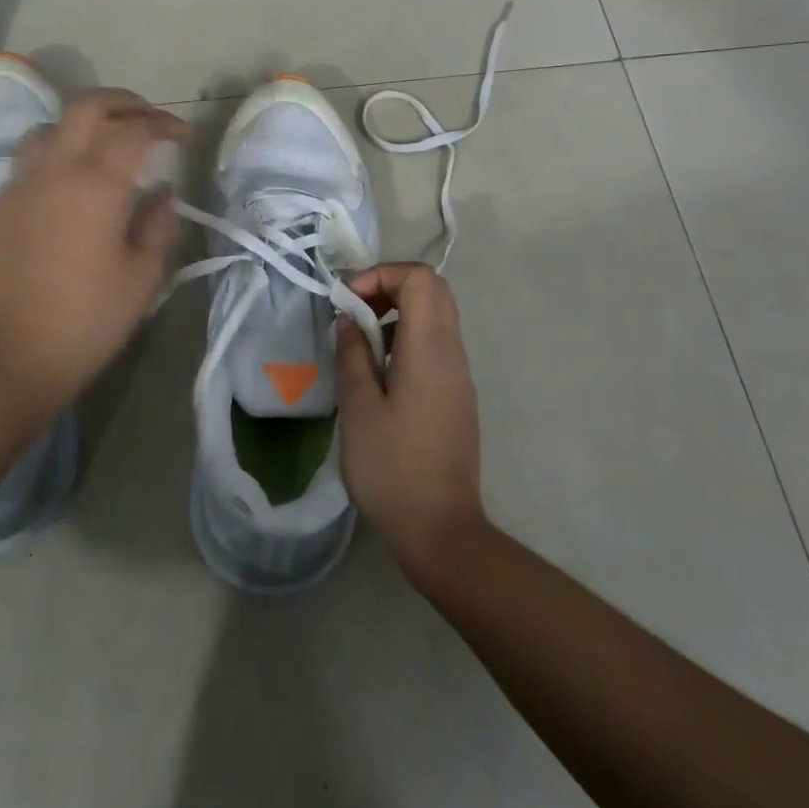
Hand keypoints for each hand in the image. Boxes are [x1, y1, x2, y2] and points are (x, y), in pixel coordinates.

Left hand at [0, 89, 185, 419]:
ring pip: (50, 126)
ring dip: (83, 123)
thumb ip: (158, 224)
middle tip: (149, 118)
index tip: (183, 137)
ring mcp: (19, 184)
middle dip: (124, 102)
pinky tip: (69, 182)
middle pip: (87, 106)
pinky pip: (28, 159)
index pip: (135, 130)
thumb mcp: (141, 277)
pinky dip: (56, 152)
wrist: (6, 359)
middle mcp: (55, 170)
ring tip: (105, 143)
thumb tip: (164, 191)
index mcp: (96, 185)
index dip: (164, 125)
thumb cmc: (86, 321)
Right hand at [334, 262, 486, 578]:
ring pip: (436, 317)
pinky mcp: (457, 396)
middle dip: (390, 287)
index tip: (350, 301)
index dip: (382, 275)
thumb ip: (352, 354)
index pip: (420, 278)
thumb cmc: (392, 468)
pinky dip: (407, 338)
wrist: (442, 532)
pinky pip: (436, 345)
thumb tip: (349, 320)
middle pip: (433, 291)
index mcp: (430, 349)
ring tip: (360, 342)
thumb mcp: (358, 408)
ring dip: (398, 313)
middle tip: (354, 311)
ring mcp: (460, 375)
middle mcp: (453, 353)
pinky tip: (379, 373)